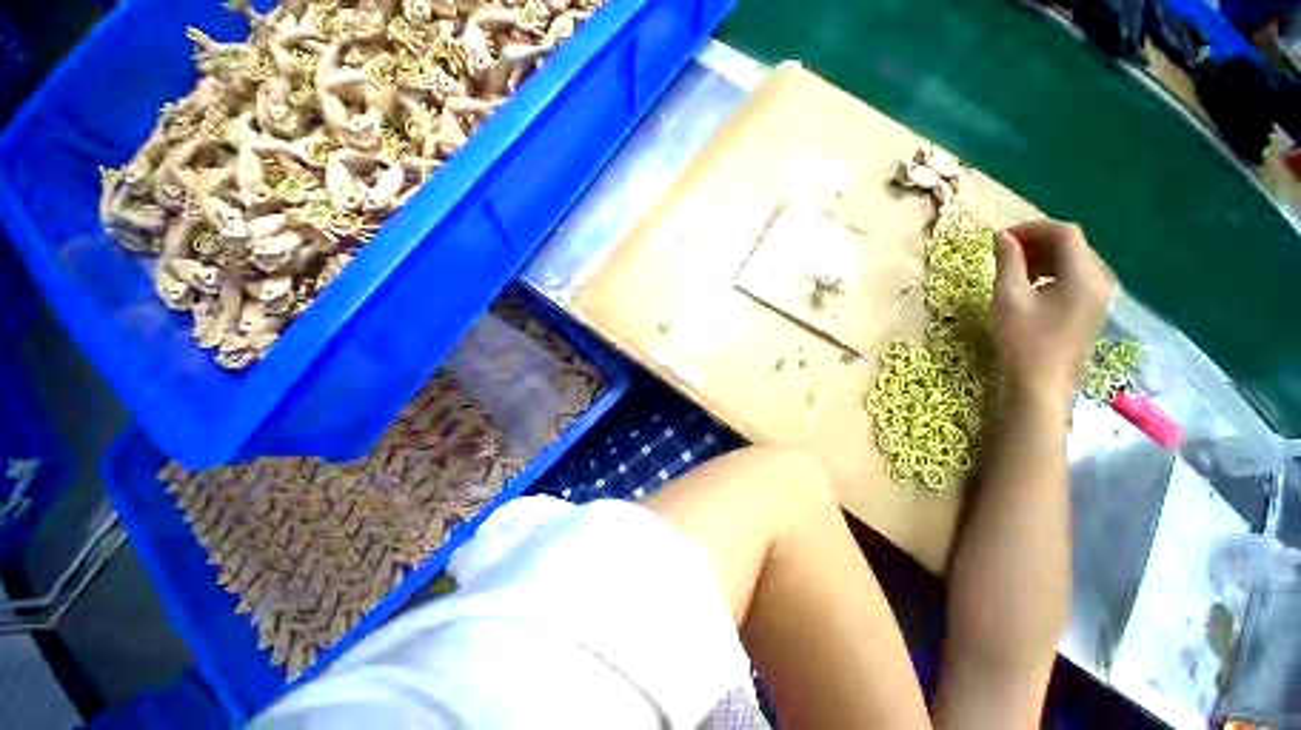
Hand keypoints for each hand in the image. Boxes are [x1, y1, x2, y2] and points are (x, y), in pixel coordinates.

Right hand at [992, 220, 1114, 415]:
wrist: (1043, 387)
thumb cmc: (1024, 342)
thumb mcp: (1009, 299)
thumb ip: (1008, 263)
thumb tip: (1002, 237)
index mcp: (1084, 275)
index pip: (1065, 233)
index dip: (1032, 228)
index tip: (1001, 237)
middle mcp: (1101, 280)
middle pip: (1074, 245)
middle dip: (1038, 241)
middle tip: (1004, 251)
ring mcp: (1100, 297)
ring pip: (1075, 261)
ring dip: (1045, 257)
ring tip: (1015, 268)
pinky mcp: (1093, 310)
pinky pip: (1077, 278)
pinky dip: (1053, 272)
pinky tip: (1032, 286)